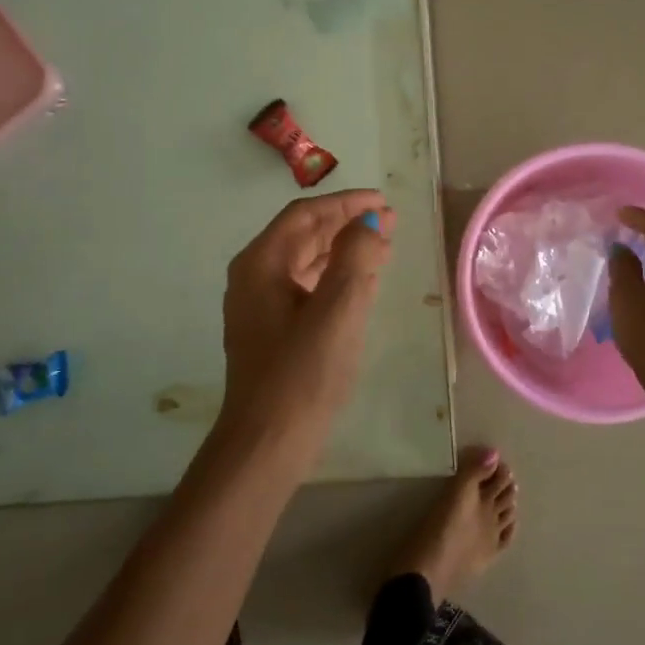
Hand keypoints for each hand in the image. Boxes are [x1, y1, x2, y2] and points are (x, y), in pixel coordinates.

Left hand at [221, 189, 394, 440]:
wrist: (268, 442)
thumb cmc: (303, 373)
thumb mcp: (338, 309)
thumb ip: (356, 257)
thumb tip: (371, 222)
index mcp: (260, 264)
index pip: (305, 215)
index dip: (346, 203)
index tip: (384, 202)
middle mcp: (254, 277)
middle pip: (303, 235)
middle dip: (347, 224)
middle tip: (390, 222)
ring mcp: (260, 306)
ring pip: (306, 262)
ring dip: (344, 250)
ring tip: (383, 246)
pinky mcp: (272, 331)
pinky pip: (307, 288)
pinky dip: (336, 277)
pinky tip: (363, 283)